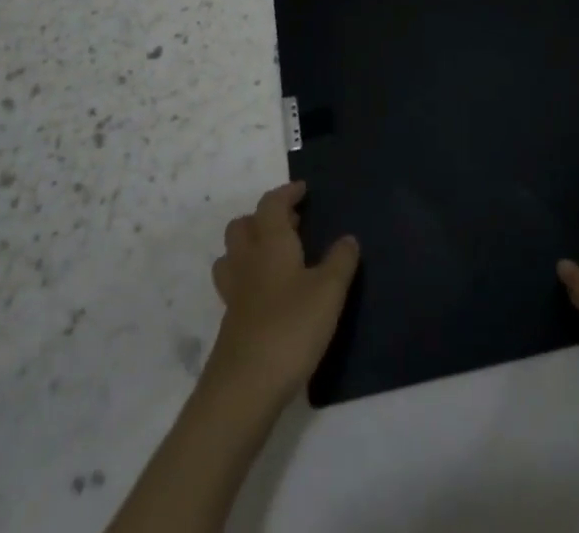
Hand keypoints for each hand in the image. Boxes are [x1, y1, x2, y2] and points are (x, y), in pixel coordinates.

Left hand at [203, 181, 358, 410]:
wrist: (244, 388)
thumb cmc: (290, 327)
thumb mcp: (329, 292)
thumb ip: (340, 261)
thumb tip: (348, 238)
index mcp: (270, 243)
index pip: (271, 204)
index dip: (286, 193)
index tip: (303, 191)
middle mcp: (247, 260)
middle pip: (243, 225)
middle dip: (263, 218)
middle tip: (291, 225)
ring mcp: (234, 293)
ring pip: (232, 255)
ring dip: (250, 247)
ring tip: (277, 257)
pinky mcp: (230, 323)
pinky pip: (235, 285)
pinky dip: (250, 279)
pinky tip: (271, 296)